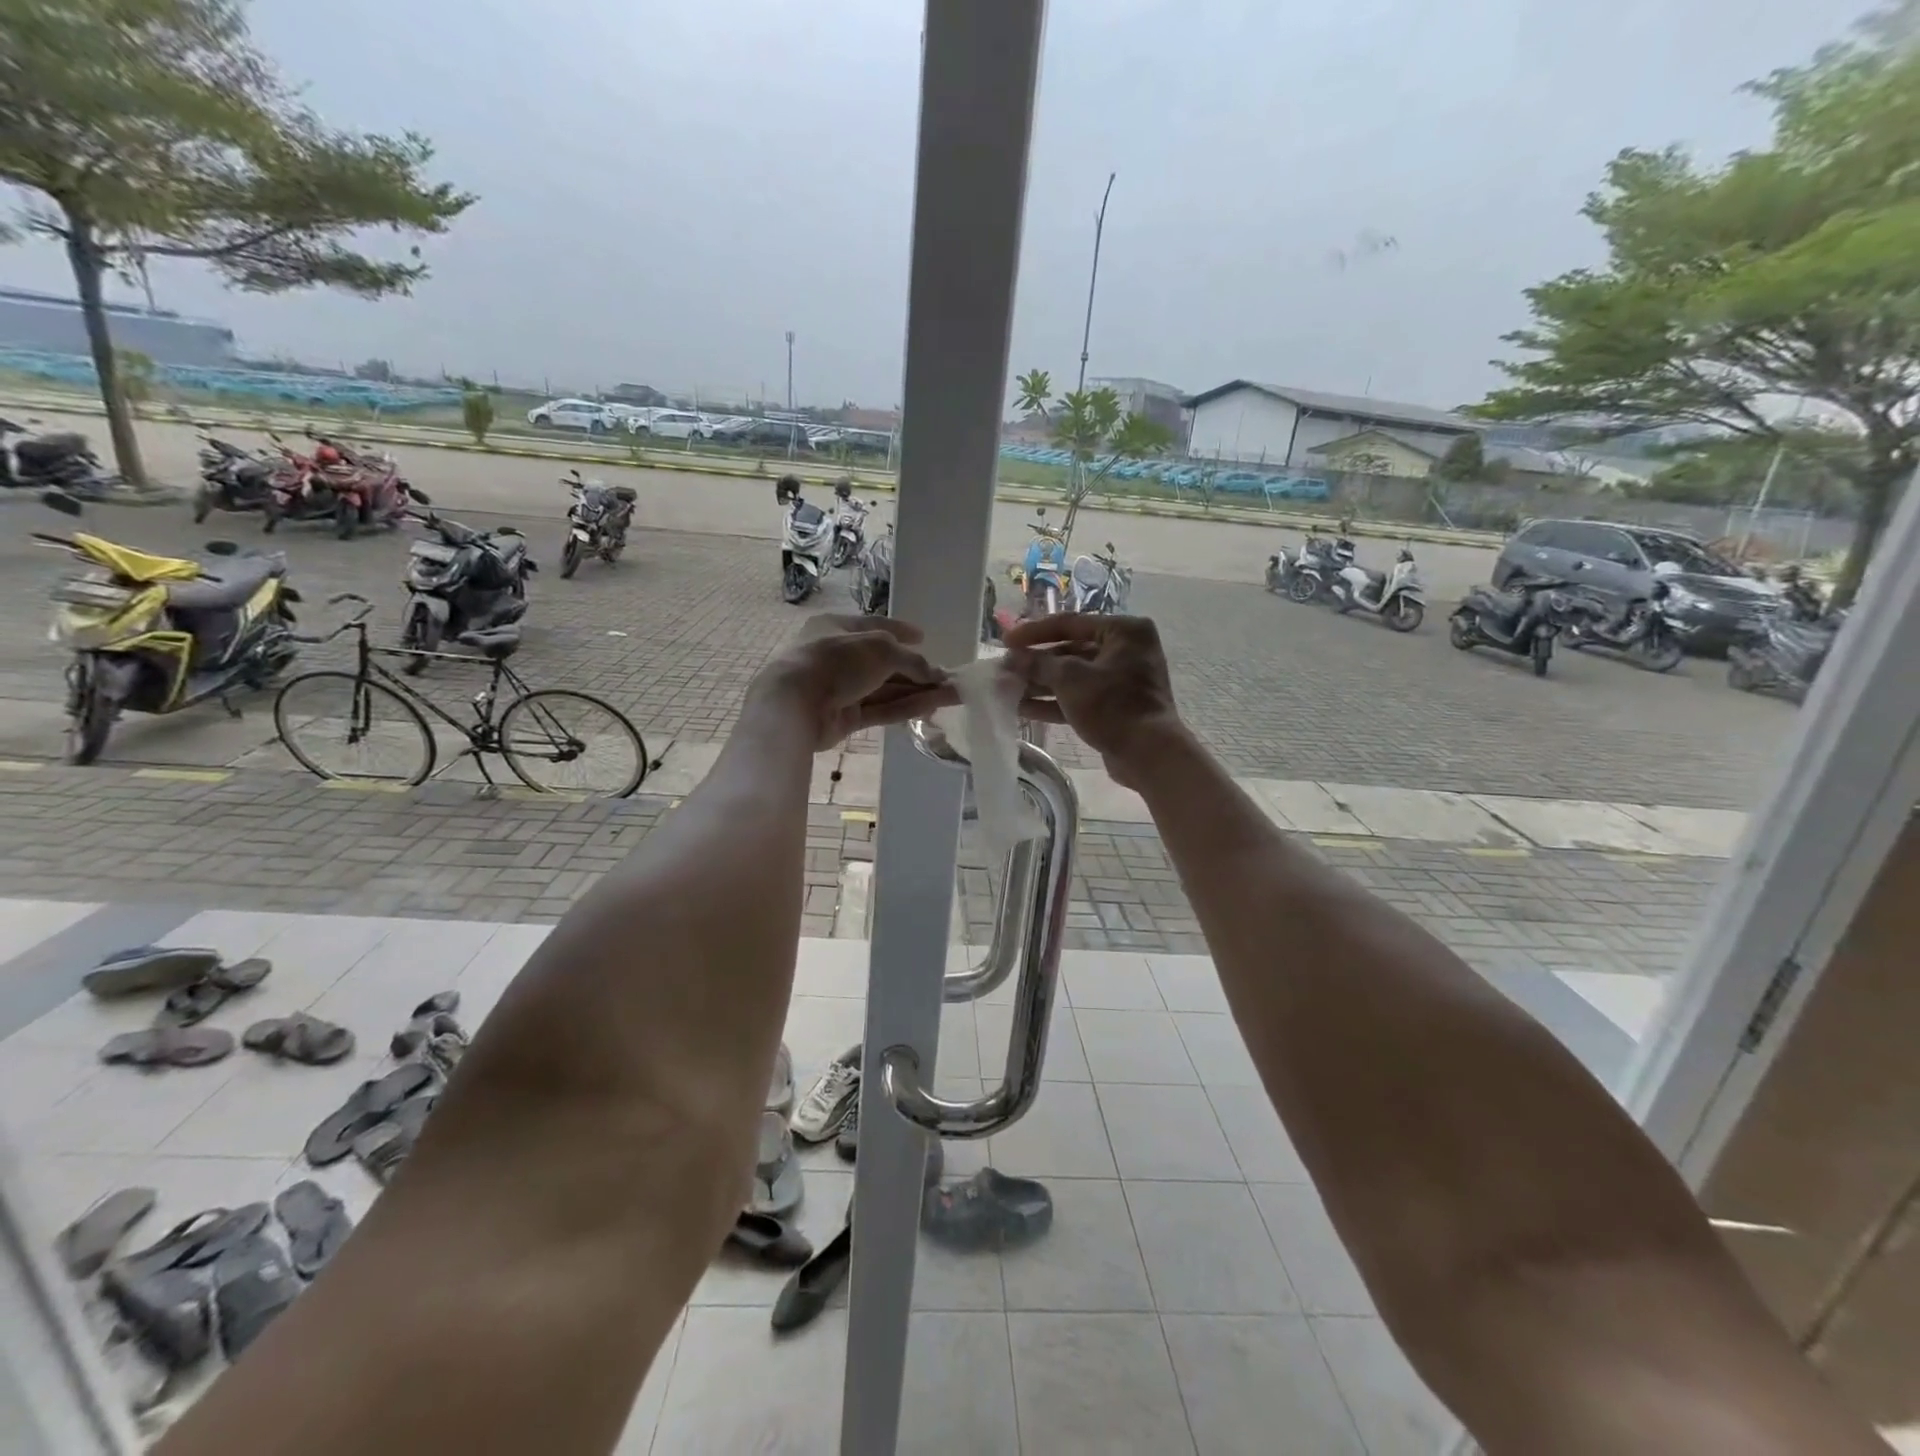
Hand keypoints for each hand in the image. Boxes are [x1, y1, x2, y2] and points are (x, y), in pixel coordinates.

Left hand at [751, 615, 956, 750]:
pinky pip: (881, 709)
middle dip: (917, 670)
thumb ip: (911, 660)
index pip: (874, 625)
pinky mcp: (845, 717)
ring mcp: (842, 689)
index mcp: (837, 628)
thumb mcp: (881, 650)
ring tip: (953, 694)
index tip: (924, 636)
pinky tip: (933, 706)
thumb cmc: (836, 661)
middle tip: (948, 676)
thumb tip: (935, 675)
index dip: (901, 630)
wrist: (795, 704)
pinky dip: (906, 707)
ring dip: (920, 691)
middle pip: (885, 662)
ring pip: (887, 689)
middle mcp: (839, 657)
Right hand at [1004, 614, 1185, 787]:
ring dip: (1041, 683)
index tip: (1006, 641)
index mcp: (1124, 630)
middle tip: (1005, 669)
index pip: (1070, 623)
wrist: (1148, 753)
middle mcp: (1126, 649)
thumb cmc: (1112, 705)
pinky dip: (1054, 701)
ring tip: (1007, 689)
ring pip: (1073, 676)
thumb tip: (1012, 658)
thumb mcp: (1070, 679)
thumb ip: (1038, 664)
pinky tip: (1023, 708)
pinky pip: (1079, 697)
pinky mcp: (1116, 706)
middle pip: (1071, 650)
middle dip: (1036, 662)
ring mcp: (1122, 680)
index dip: (1034, 632)